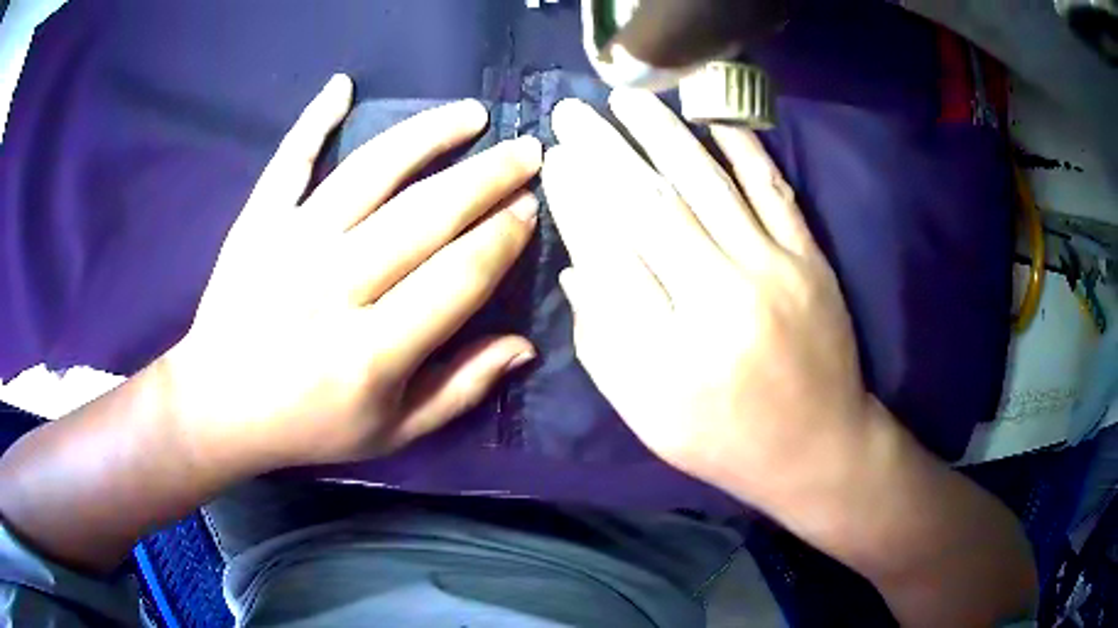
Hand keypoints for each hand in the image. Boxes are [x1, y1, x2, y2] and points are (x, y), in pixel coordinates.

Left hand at [164, 75, 541, 471]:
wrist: (218, 406)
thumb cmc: (308, 426)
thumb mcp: (392, 431)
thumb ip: (460, 390)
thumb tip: (524, 346)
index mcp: (371, 353)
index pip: (458, 278)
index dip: (502, 239)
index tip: (530, 209)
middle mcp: (333, 289)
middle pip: (426, 216)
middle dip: (488, 178)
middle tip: (527, 151)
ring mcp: (289, 246)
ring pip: (370, 173)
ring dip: (427, 135)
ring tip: (472, 114)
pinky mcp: (257, 223)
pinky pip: (290, 161)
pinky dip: (314, 121)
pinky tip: (343, 85)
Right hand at [542, 90, 869, 503]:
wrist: (817, 446)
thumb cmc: (724, 440)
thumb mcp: (647, 415)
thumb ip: (604, 345)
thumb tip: (579, 270)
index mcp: (670, 350)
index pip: (611, 252)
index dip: (578, 199)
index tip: (556, 160)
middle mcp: (722, 298)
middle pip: (653, 205)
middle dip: (606, 150)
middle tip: (574, 111)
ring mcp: (775, 270)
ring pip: (709, 183)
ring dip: (664, 133)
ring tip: (629, 98)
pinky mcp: (810, 259)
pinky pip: (773, 190)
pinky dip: (744, 148)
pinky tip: (712, 119)